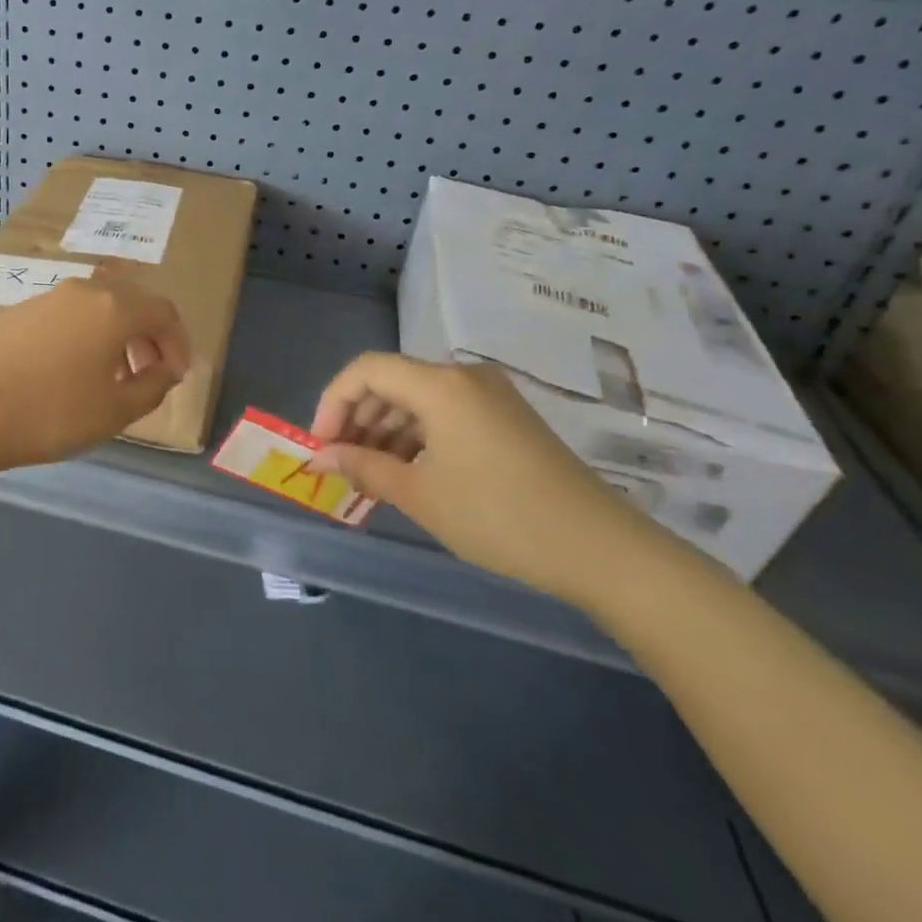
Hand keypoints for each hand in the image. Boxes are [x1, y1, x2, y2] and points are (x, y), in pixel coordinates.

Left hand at [0, 272, 190, 477]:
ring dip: (115, 335)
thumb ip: (153, 386)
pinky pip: (66, 315)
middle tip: (150, 372)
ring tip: (111, 375)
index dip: (178, 342)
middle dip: (148, 335)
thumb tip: (166, 369)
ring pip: (96, 307)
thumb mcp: (116, 411)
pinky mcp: (17, 312)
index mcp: (113, 308)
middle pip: (130, 302)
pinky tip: (69, 371)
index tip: (177, 375)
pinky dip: (83, 335)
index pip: (164, 312)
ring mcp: (46, 298)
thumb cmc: (52, 413)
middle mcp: (82, 291)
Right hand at [308, 354, 669, 609]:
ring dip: (386, 429)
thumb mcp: (420, 494)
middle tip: (342, 462)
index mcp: (440, 384)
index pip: (365, 370)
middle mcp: (464, 377)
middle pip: (391, 381)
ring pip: (418, 398)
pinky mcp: (508, 418)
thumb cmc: (499, 517)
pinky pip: (446, 413)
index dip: (333, 402)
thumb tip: (319, 459)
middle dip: (357, 418)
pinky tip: (409, 471)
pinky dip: (418, 436)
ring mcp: (491, 396)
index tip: (321, 446)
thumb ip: (362, 467)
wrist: (602, 550)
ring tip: (371, 473)